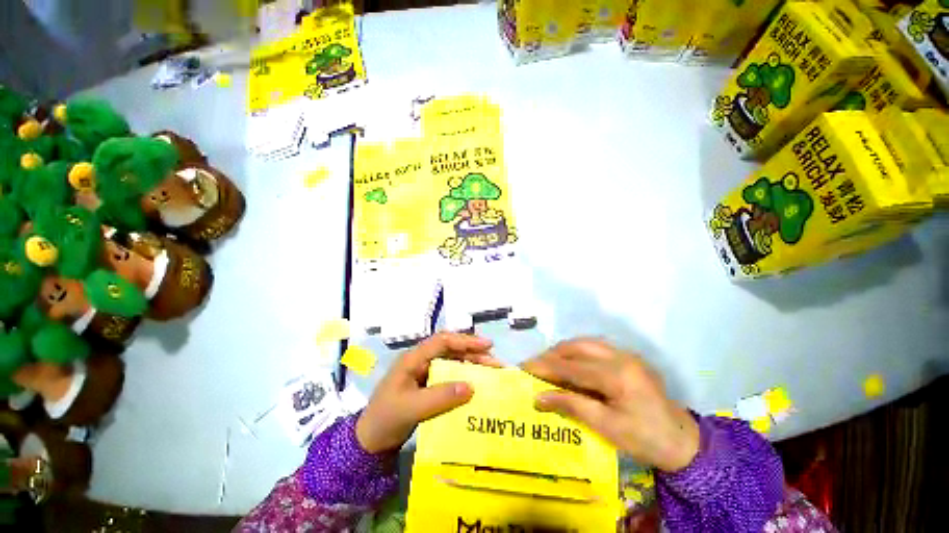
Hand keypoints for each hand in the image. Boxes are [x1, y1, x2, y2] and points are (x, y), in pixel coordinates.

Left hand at [356, 333, 500, 453]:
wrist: (371, 440)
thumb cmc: (387, 419)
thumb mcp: (412, 407)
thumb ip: (439, 397)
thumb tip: (471, 386)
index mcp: (411, 361)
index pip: (441, 342)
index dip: (465, 341)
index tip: (489, 347)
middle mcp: (418, 366)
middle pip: (449, 353)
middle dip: (474, 356)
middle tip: (497, 366)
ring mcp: (421, 380)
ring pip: (451, 368)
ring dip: (471, 370)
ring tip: (492, 377)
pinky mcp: (425, 394)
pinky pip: (449, 384)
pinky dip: (464, 386)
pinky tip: (477, 394)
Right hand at [522, 338, 699, 471]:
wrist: (678, 440)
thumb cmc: (641, 438)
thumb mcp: (605, 426)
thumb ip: (572, 406)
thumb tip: (538, 396)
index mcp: (617, 373)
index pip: (572, 365)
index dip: (544, 367)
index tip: (520, 370)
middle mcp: (624, 358)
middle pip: (582, 347)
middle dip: (554, 354)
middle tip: (532, 369)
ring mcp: (632, 359)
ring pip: (593, 346)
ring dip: (568, 353)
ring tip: (548, 368)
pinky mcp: (635, 366)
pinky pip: (603, 353)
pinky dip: (583, 357)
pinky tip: (574, 372)